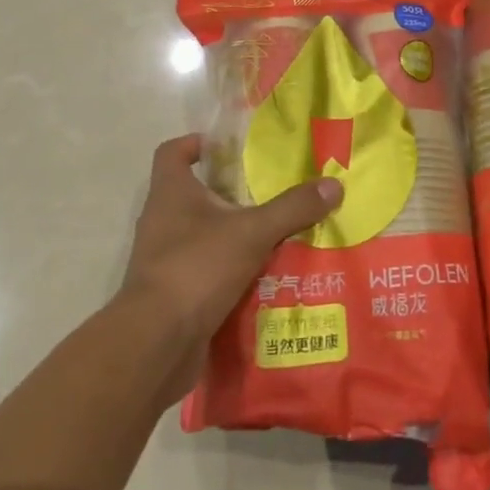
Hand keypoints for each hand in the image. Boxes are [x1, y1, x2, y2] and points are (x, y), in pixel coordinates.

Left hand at [120, 135, 342, 394]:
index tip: (229, 147)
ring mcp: (164, 260)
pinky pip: (205, 271)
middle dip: (230, 192)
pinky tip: (263, 276)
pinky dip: (229, 271)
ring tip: (275, 233)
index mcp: (171, 193)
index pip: (172, 152)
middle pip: (193, 193)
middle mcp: (161, 221)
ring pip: (202, 235)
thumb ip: (293, 208)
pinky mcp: (172, 295)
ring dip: (232, 234)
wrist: (155, 345)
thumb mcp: (253, 232)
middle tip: (270, 190)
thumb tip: (334, 184)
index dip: (196, 143)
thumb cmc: (196, 268)